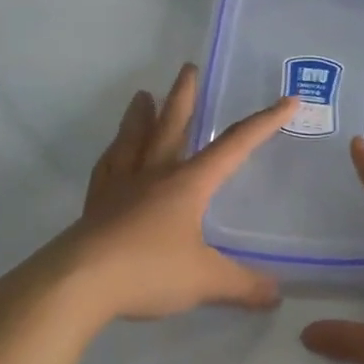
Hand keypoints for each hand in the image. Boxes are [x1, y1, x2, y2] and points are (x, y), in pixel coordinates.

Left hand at [0, 64, 297, 324]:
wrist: (76, 285)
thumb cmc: (147, 271)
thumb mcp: (206, 281)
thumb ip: (243, 286)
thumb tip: (276, 295)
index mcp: (187, 184)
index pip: (234, 146)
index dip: (264, 123)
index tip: (287, 100)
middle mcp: (154, 175)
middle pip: (172, 127)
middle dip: (185, 98)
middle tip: (188, 69)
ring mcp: (120, 188)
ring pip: (133, 141)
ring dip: (140, 117)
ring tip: (141, 95)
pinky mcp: (95, 207)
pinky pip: (107, 169)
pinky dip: (113, 154)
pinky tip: (113, 152)